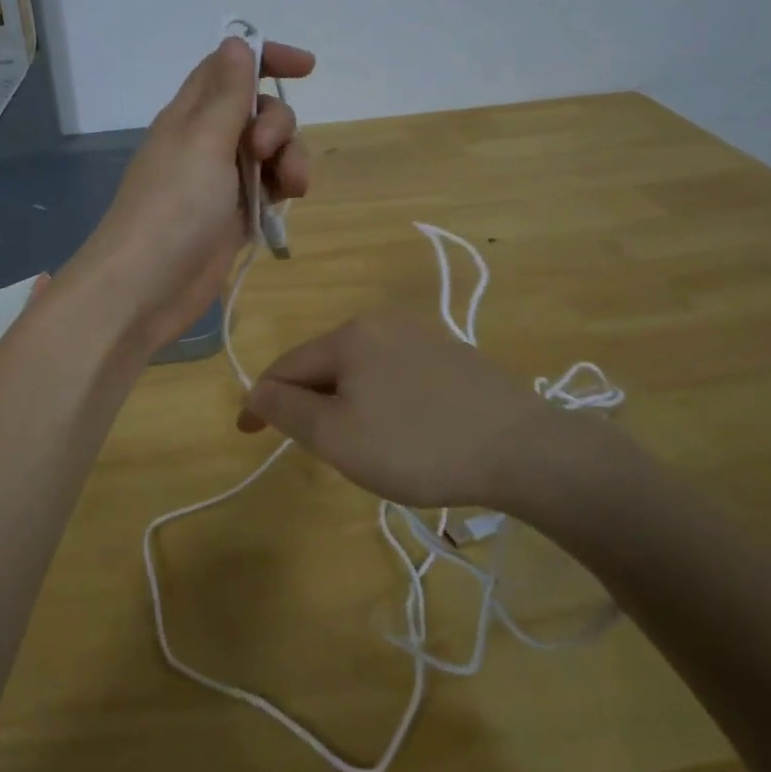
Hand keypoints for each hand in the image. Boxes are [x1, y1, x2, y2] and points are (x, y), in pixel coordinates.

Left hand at [69, 36, 314, 351]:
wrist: (147, 286)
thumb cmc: (174, 206)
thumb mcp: (203, 141)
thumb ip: (227, 93)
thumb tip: (236, 40)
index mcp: (190, 115)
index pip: (229, 70)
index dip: (266, 59)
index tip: (307, 66)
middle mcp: (205, 142)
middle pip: (258, 110)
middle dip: (278, 122)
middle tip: (266, 149)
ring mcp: (220, 181)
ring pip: (270, 151)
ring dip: (290, 159)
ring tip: (290, 187)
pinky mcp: (234, 215)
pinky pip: (268, 187)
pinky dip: (282, 188)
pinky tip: (285, 204)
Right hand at [235, 312, 621, 510]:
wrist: (522, 448)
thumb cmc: (417, 445)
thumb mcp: (338, 436)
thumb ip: (288, 410)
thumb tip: (256, 390)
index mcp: (350, 335)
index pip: (287, 365)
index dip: (262, 400)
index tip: (248, 433)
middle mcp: (382, 322)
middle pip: (325, 363)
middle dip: (309, 401)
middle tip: (313, 447)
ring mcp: (422, 335)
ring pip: (361, 369)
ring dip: (345, 401)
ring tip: (358, 443)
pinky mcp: (452, 355)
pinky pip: (395, 373)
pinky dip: (380, 399)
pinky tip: (402, 429)